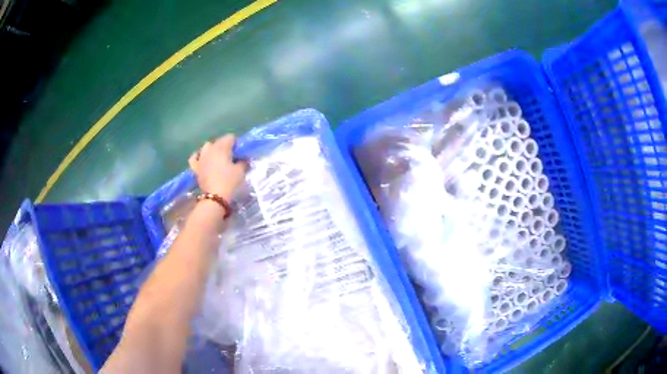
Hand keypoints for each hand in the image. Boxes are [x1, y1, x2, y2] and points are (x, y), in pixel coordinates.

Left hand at [189, 135, 247, 200]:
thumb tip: (244, 159)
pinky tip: (202, 159)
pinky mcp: (196, 167)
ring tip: (217, 158)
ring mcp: (201, 158)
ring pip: (206, 147)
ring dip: (212, 149)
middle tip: (231, 156)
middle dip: (225, 146)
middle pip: (218, 141)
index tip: (240, 153)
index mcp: (222, 147)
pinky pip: (194, 157)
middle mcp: (210, 149)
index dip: (236, 144)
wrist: (215, 197)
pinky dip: (198, 156)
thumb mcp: (240, 171)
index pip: (230, 137)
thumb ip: (243, 162)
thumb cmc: (229, 182)